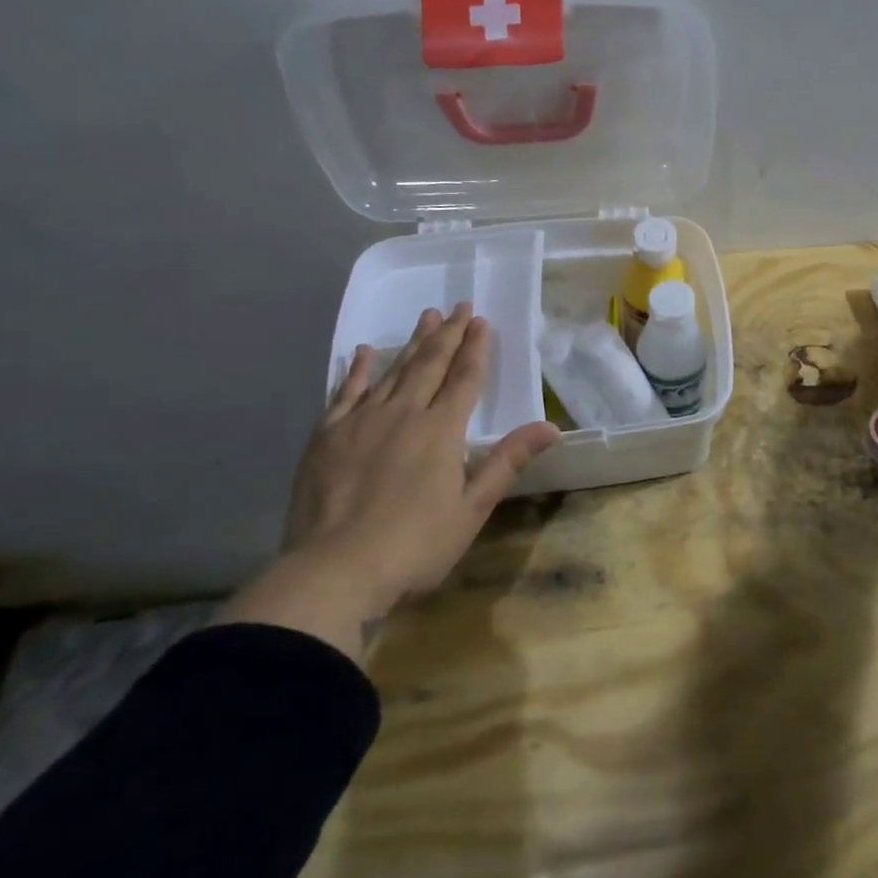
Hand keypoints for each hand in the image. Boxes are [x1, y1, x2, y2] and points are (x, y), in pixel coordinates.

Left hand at [219, 304, 559, 658]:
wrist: (335, 571)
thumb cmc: (415, 545)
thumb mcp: (472, 508)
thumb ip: (507, 461)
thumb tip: (550, 427)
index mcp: (441, 430)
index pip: (464, 379)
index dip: (476, 349)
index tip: (482, 321)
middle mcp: (404, 413)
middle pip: (430, 364)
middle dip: (448, 335)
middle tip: (459, 306)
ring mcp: (362, 421)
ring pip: (393, 371)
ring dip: (412, 343)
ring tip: (427, 318)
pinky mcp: (327, 436)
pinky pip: (345, 392)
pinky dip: (358, 370)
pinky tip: (364, 352)